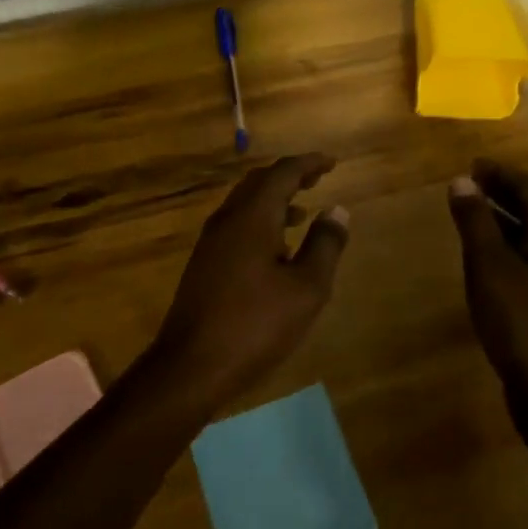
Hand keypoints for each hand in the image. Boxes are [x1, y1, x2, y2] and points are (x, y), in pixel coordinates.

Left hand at [149, 154, 349, 404]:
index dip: (309, 164)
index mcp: (252, 217)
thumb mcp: (306, 289)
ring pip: (245, 204)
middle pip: (259, 182)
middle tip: (317, 179)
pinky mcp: (204, 263)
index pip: (282, 173)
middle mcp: (228, 219)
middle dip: (289, 176)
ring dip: (274, 200)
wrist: (190, 366)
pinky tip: (276, 250)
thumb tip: (337, 210)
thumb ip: (325, 245)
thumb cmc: (255, 325)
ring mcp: (211, 242)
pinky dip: (260, 221)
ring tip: (303, 213)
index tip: (332, 163)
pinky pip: (236, 225)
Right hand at [448, 161, 527, 413]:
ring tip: (473, 218)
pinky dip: (509, 250)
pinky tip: (488, 265)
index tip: (472, 166)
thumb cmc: (522, 324)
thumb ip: (476, 221)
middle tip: (470, 187)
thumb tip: (462, 181)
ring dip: (505, 221)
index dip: (502, 173)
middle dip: (504, 193)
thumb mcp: (490, 267)